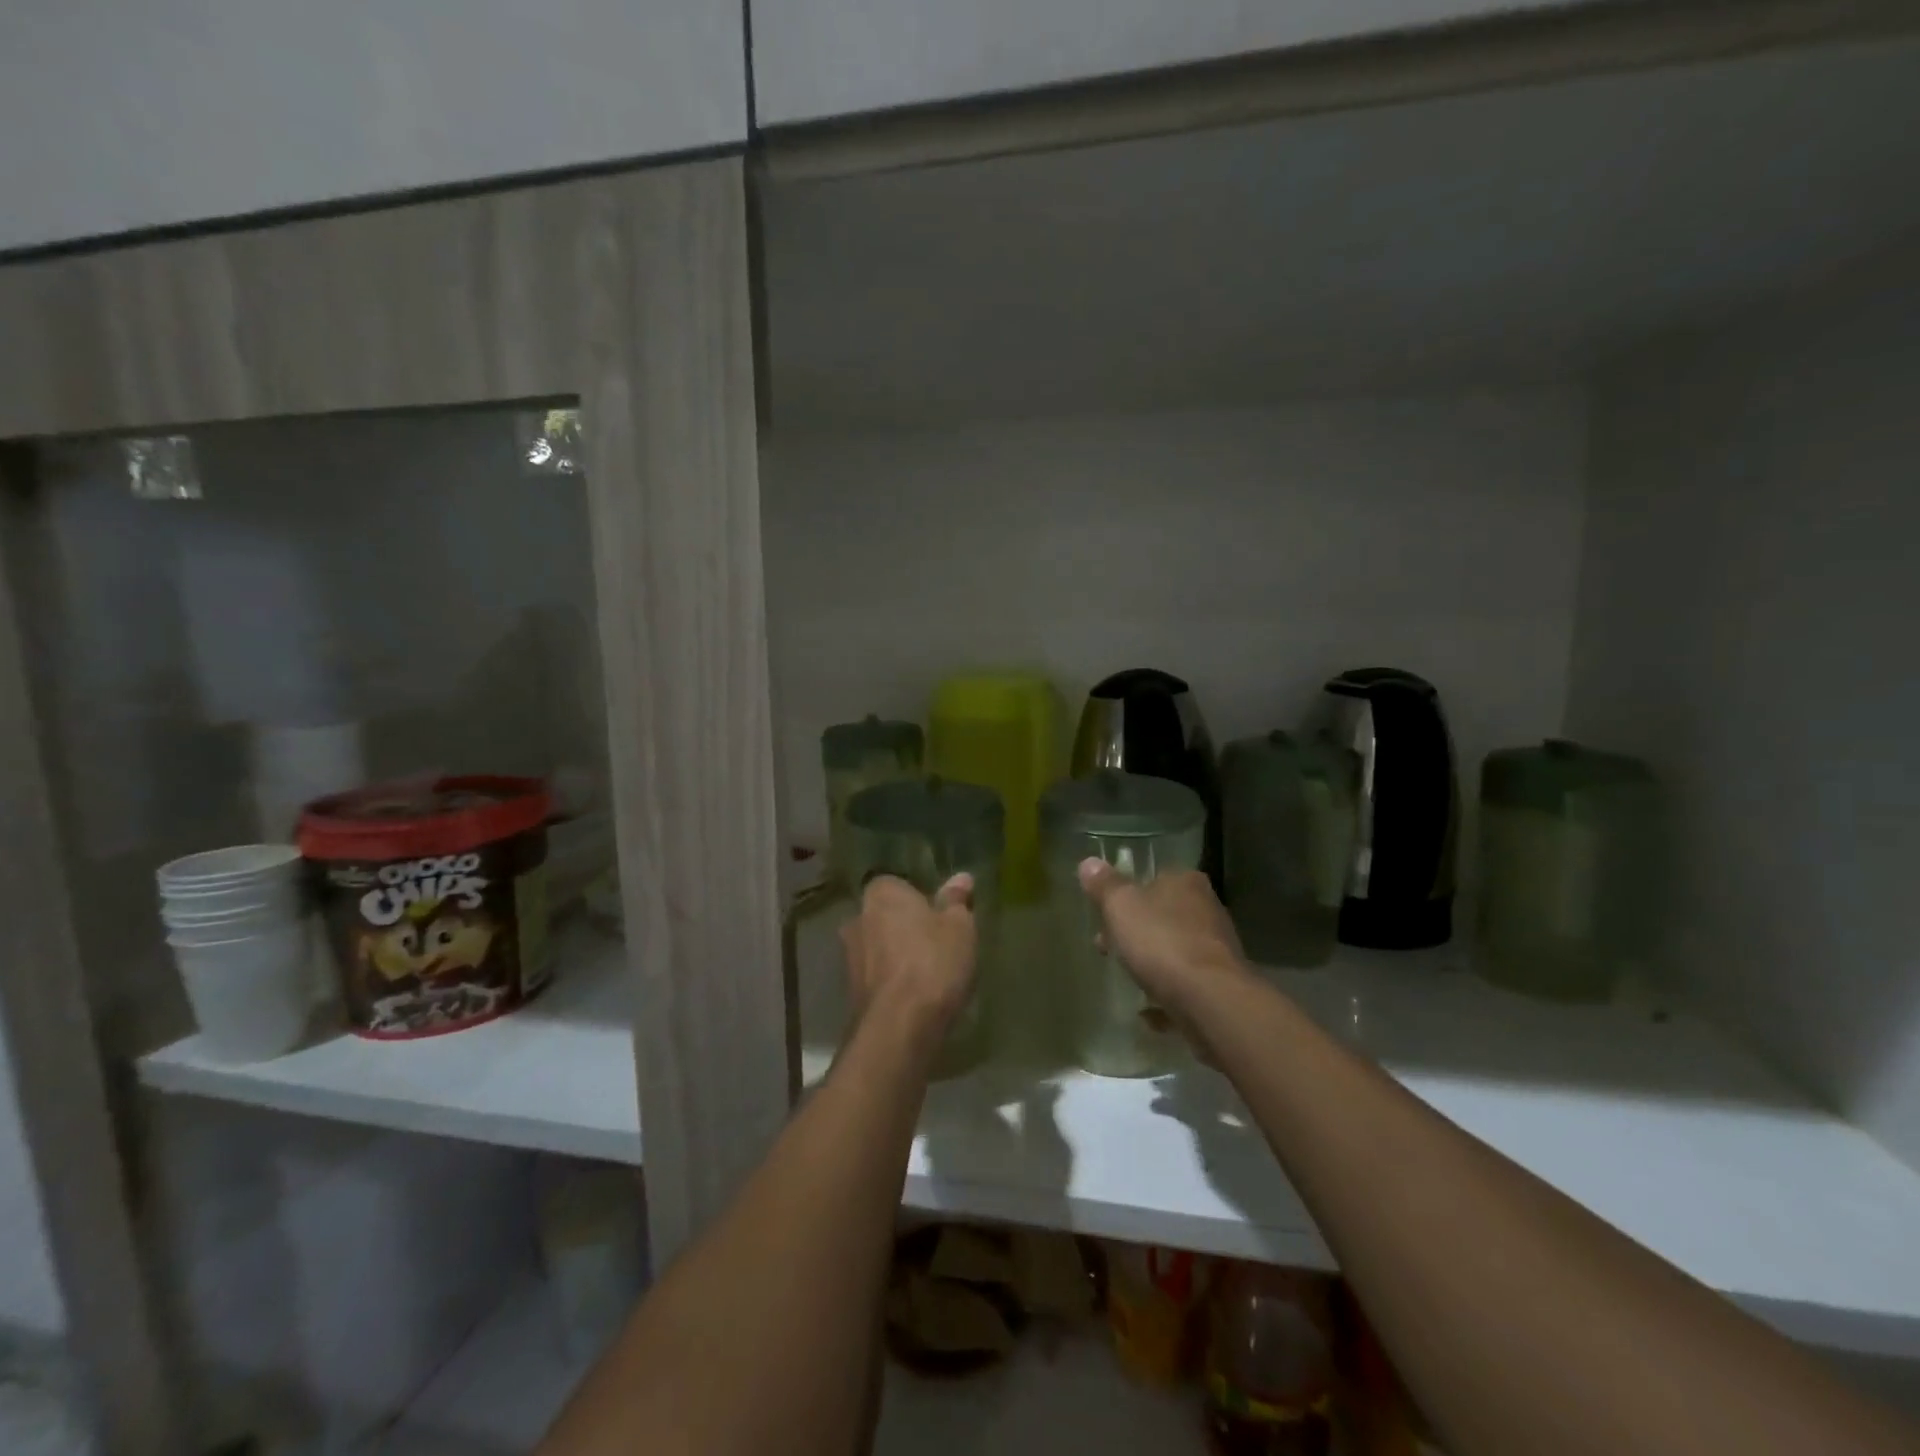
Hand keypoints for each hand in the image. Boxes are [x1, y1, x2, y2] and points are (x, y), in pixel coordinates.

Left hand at [840, 874, 977, 1038]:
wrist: (899, 1026)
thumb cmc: (933, 962)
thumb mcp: (959, 927)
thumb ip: (957, 901)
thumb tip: (961, 878)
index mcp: (881, 893)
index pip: (898, 884)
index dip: (919, 899)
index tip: (941, 916)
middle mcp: (857, 918)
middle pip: (886, 916)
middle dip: (906, 927)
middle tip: (937, 943)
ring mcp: (850, 956)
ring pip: (879, 947)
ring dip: (897, 955)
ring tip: (929, 973)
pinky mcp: (850, 990)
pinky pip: (877, 975)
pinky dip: (892, 981)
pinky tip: (915, 995)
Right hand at [1076, 860, 1246, 1016]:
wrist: (1211, 1001)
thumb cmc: (1162, 942)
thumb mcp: (1121, 906)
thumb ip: (1104, 886)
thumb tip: (1089, 862)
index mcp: (1186, 883)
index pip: (1154, 878)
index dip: (1127, 896)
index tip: (1104, 915)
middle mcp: (1207, 911)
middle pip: (1163, 916)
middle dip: (1135, 932)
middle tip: (1106, 948)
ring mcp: (1216, 951)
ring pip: (1175, 950)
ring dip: (1152, 962)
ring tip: (1126, 978)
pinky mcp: (1219, 987)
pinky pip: (1184, 987)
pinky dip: (1166, 995)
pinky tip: (1147, 1013)